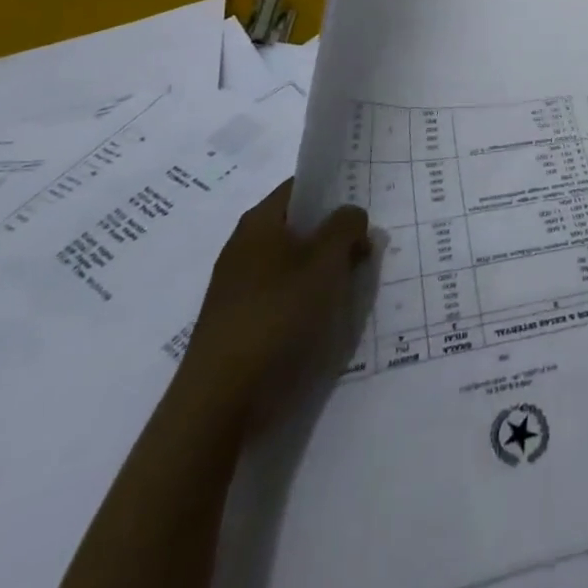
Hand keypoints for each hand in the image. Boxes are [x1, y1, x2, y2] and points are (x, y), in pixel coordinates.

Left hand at [180, 179, 371, 414]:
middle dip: (333, 234)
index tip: (365, 203)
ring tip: (353, 284)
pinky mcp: (239, 322)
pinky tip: (325, 316)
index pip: (301, 187)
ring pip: (292, 263)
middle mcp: (244, 246)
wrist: (219, 400)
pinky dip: (305, 298)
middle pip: (298, 226)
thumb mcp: (326, 261)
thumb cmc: (277, 315)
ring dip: (322, 269)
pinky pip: (281, 295)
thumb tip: (352, 216)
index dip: (334, 189)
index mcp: (260, 221)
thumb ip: (346, 227)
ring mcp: (237, 287)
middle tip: (367, 246)